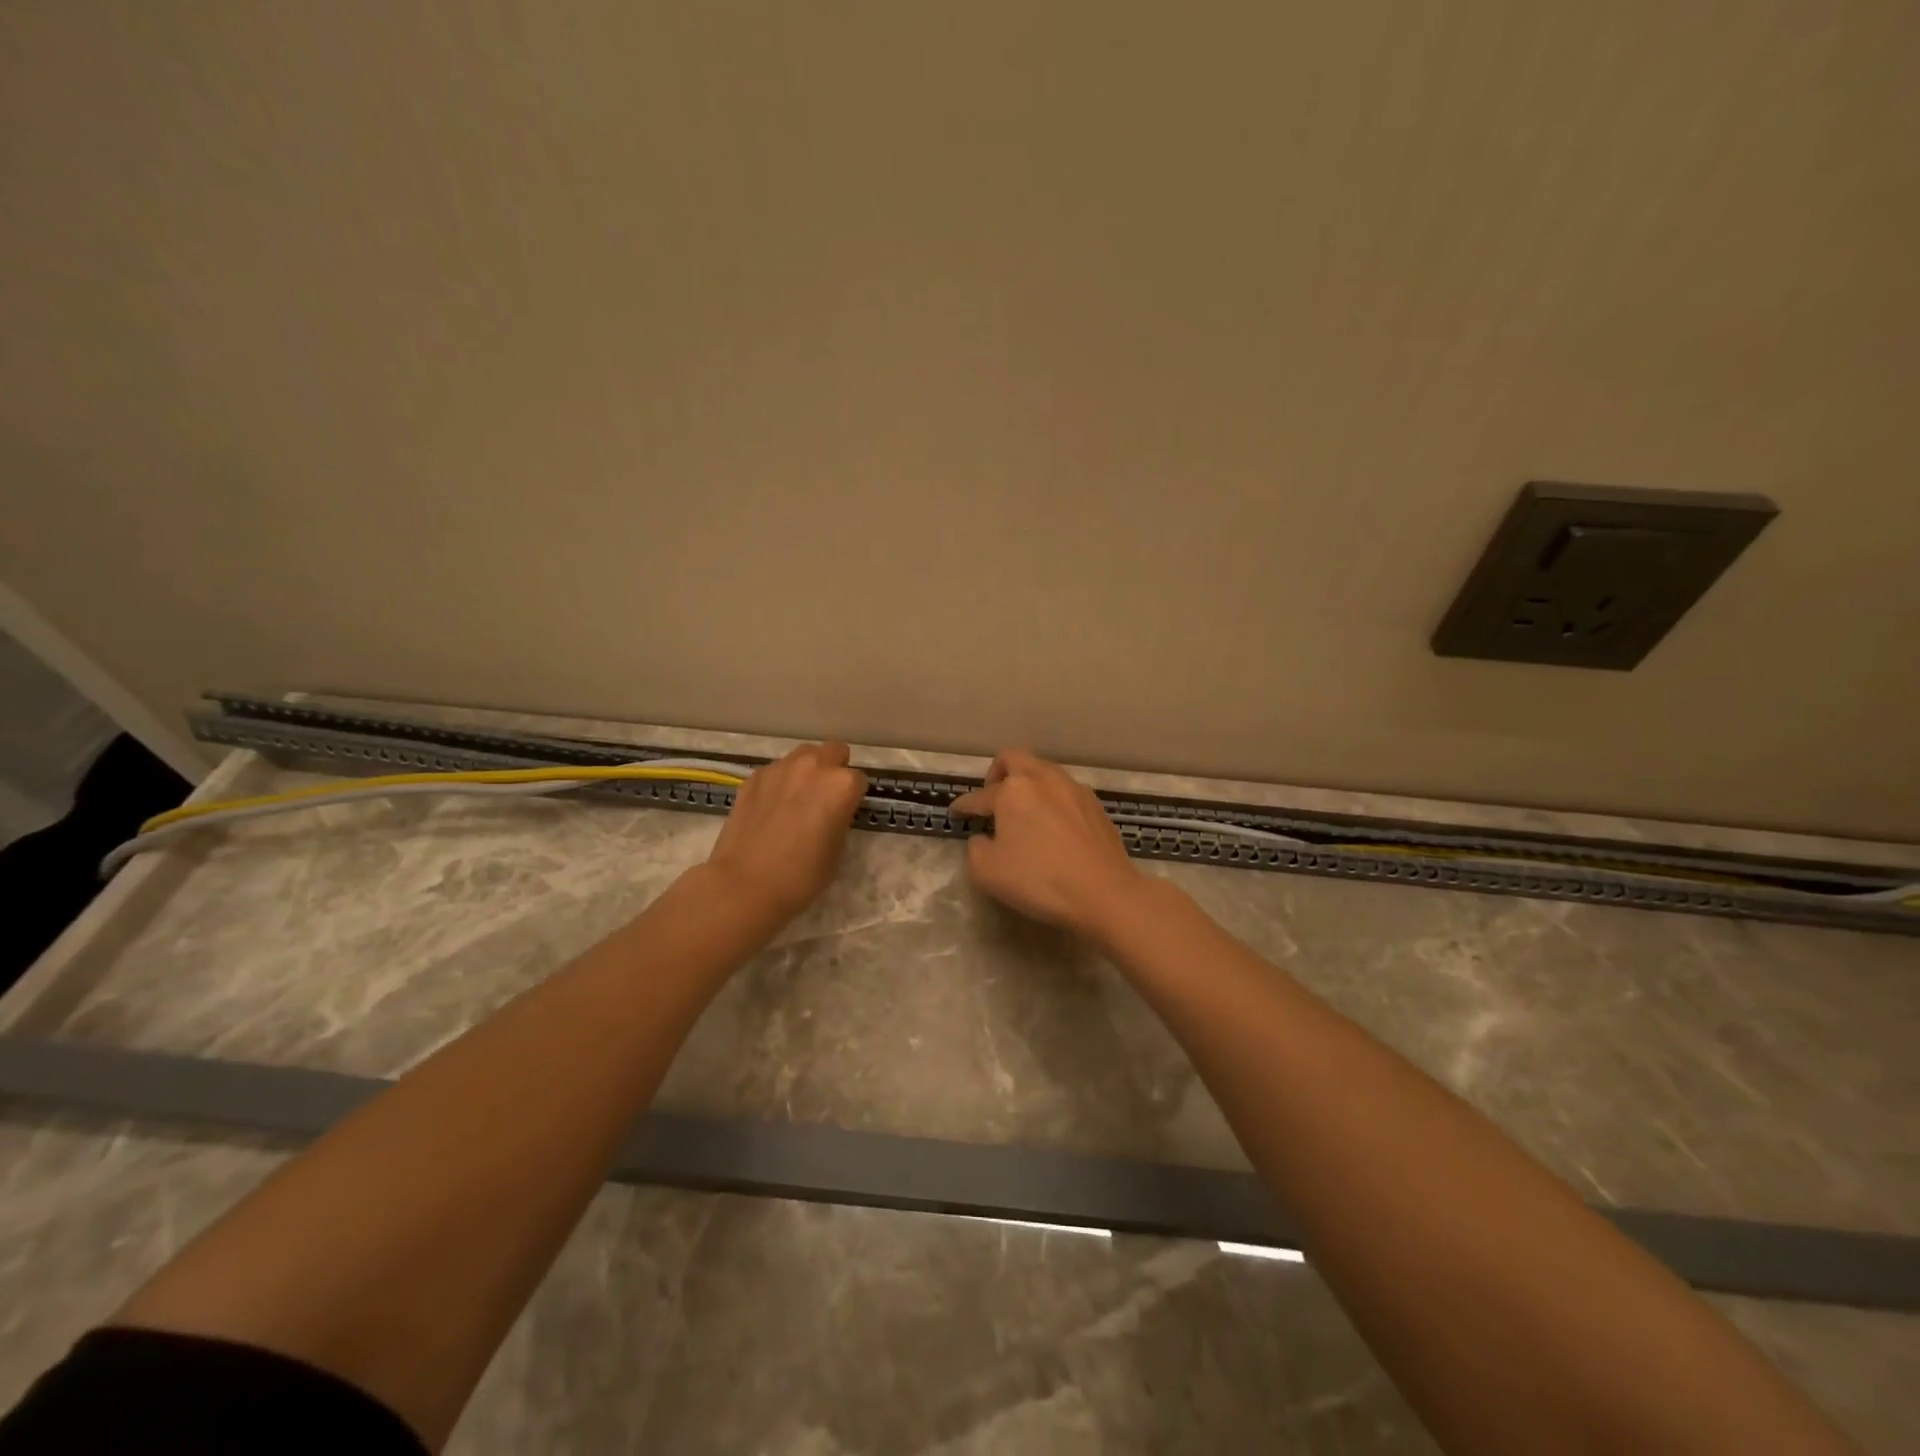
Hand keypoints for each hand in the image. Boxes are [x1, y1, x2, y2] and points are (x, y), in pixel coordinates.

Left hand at [705, 742, 867, 923]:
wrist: (744, 884)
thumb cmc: (801, 875)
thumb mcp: (837, 850)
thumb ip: (840, 818)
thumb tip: (833, 810)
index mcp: (841, 785)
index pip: (858, 780)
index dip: (853, 797)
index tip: (844, 813)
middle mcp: (813, 766)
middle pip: (834, 751)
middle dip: (834, 769)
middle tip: (824, 798)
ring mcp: (780, 768)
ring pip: (804, 755)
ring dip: (807, 771)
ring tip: (797, 800)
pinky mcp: (754, 777)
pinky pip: (777, 770)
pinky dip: (780, 782)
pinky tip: (771, 808)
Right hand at [949, 749, 1140, 938]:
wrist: (1104, 893)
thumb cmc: (1039, 880)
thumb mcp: (987, 872)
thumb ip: (976, 849)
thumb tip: (984, 839)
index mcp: (1013, 790)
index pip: (980, 796)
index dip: (964, 806)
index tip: (956, 812)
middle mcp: (1043, 779)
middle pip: (1014, 758)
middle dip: (997, 773)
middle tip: (992, 797)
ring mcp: (1074, 789)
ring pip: (1043, 772)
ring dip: (1028, 785)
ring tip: (1024, 812)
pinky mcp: (1096, 805)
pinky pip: (1065, 792)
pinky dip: (1051, 801)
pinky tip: (1053, 826)